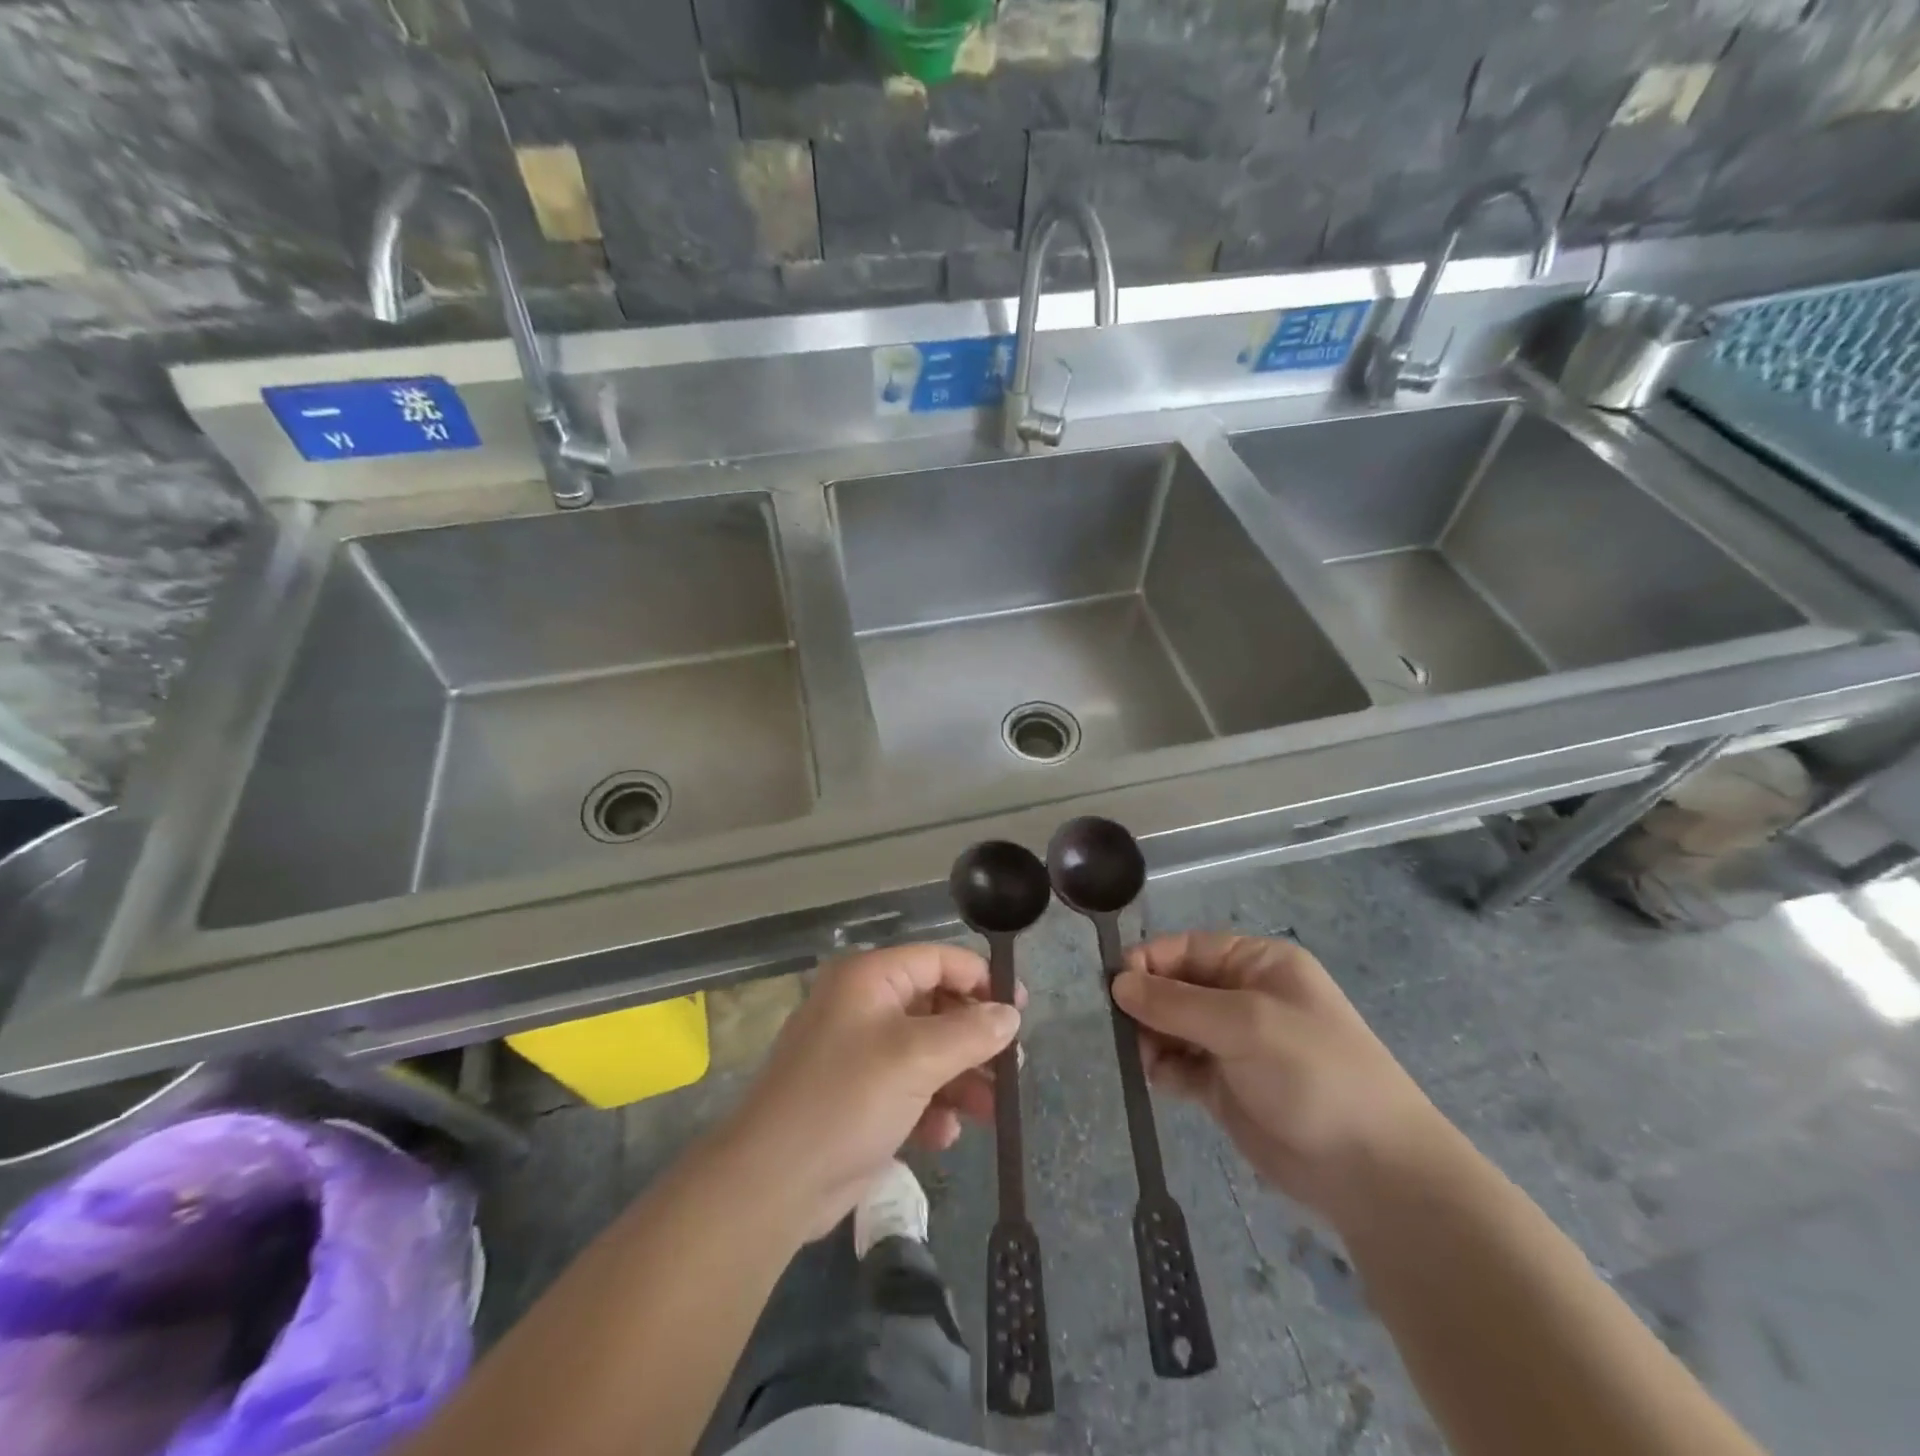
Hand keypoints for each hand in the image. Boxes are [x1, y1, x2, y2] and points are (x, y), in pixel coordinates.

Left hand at [723, 944, 1020, 1239]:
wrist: (773, 1183)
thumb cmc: (847, 1099)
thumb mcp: (916, 1059)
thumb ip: (970, 1032)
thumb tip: (1010, 1014)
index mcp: (870, 978)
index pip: (938, 960)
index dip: (981, 980)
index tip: (1020, 1010)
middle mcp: (863, 1006)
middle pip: (936, 1007)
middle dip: (975, 1040)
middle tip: (1011, 1068)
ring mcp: (859, 1054)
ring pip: (927, 1053)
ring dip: (961, 1079)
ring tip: (992, 1110)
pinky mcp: (858, 1097)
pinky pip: (909, 1089)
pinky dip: (931, 1107)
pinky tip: (944, 1135)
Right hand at [1111, 932, 1446, 1219]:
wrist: (1373, 1171)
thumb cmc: (1313, 1074)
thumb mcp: (1245, 1024)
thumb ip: (1176, 1002)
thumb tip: (1118, 983)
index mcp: (1257, 964)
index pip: (1187, 948)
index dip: (1149, 961)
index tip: (1115, 986)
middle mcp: (1244, 996)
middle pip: (1175, 985)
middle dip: (1147, 1003)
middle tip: (1124, 1029)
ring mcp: (1234, 1043)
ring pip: (1172, 1026)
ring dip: (1152, 1038)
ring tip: (1147, 1059)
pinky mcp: (1226, 1086)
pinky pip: (1180, 1064)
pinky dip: (1165, 1069)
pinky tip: (1162, 1081)